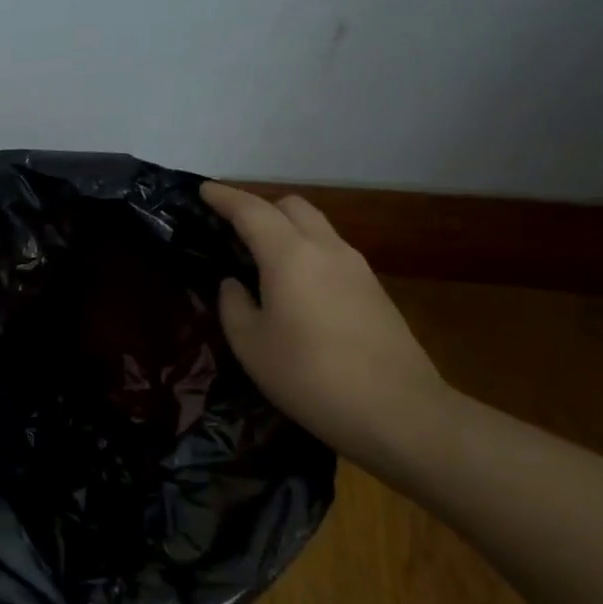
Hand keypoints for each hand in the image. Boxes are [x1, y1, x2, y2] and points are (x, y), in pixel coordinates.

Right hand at [200, 183, 452, 467]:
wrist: (399, 413)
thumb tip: (235, 284)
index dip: (224, 197)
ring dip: (286, 230)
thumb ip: (234, 304)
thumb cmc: (309, 376)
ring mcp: (357, 268)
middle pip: (292, 206)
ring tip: (261, 258)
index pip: (251, 210)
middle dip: (259, 208)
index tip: (203, 190)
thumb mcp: (250, 344)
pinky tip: (295, 286)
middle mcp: (326, 249)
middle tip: (232, 230)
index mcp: (289, 255)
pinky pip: (332, 253)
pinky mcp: (375, 291)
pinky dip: (306, 252)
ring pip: (317, 227)